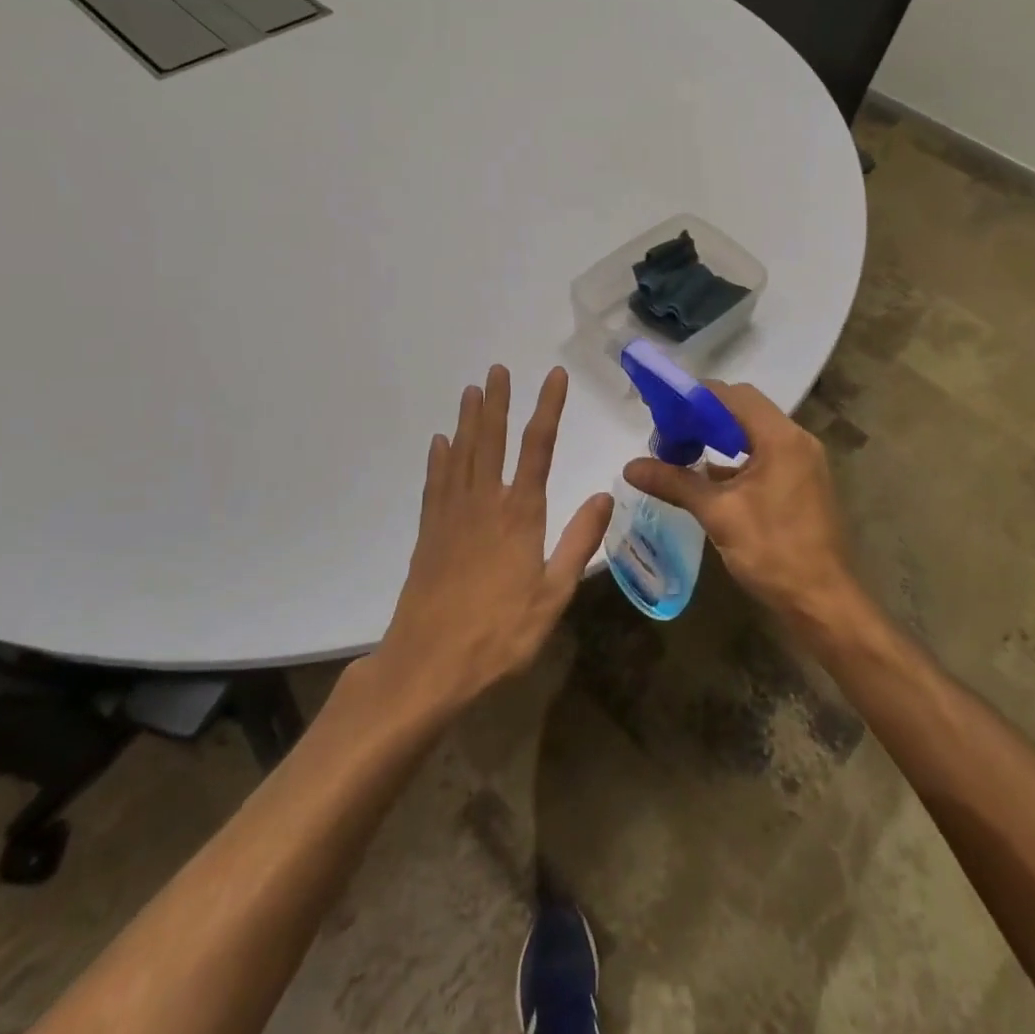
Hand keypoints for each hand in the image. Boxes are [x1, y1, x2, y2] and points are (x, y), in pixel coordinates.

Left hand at [373, 365, 612, 713]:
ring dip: (468, 420)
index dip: (548, 408)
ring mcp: (452, 515)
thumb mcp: (553, 594)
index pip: (538, 447)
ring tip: (471, 390)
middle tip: (497, 369)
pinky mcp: (430, 532)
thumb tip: (606, 495)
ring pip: (461, 454)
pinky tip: (440, 443)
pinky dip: (439, 458)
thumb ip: (580, 541)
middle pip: (492, 441)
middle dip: (498, 402)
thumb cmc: (500, 633)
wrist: (428, 664)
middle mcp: (484, 503)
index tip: (554, 376)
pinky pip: (435, 483)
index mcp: (520, 514)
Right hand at [622, 381, 858, 631]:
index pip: (734, 396)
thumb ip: (675, 483)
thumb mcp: (718, 514)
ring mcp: (803, 461)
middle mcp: (797, 440)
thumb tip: (630, 467)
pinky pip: (765, 454)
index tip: (664, 410)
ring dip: (720, 438)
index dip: (697, 398)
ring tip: (682, 451)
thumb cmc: (772, 551)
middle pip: (745, 410)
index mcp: (781, 438)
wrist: (821, 601)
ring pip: (755, 433)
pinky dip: (737, 458)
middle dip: (705, 417)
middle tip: (670, 433)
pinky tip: (709, 476)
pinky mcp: (802, 482)